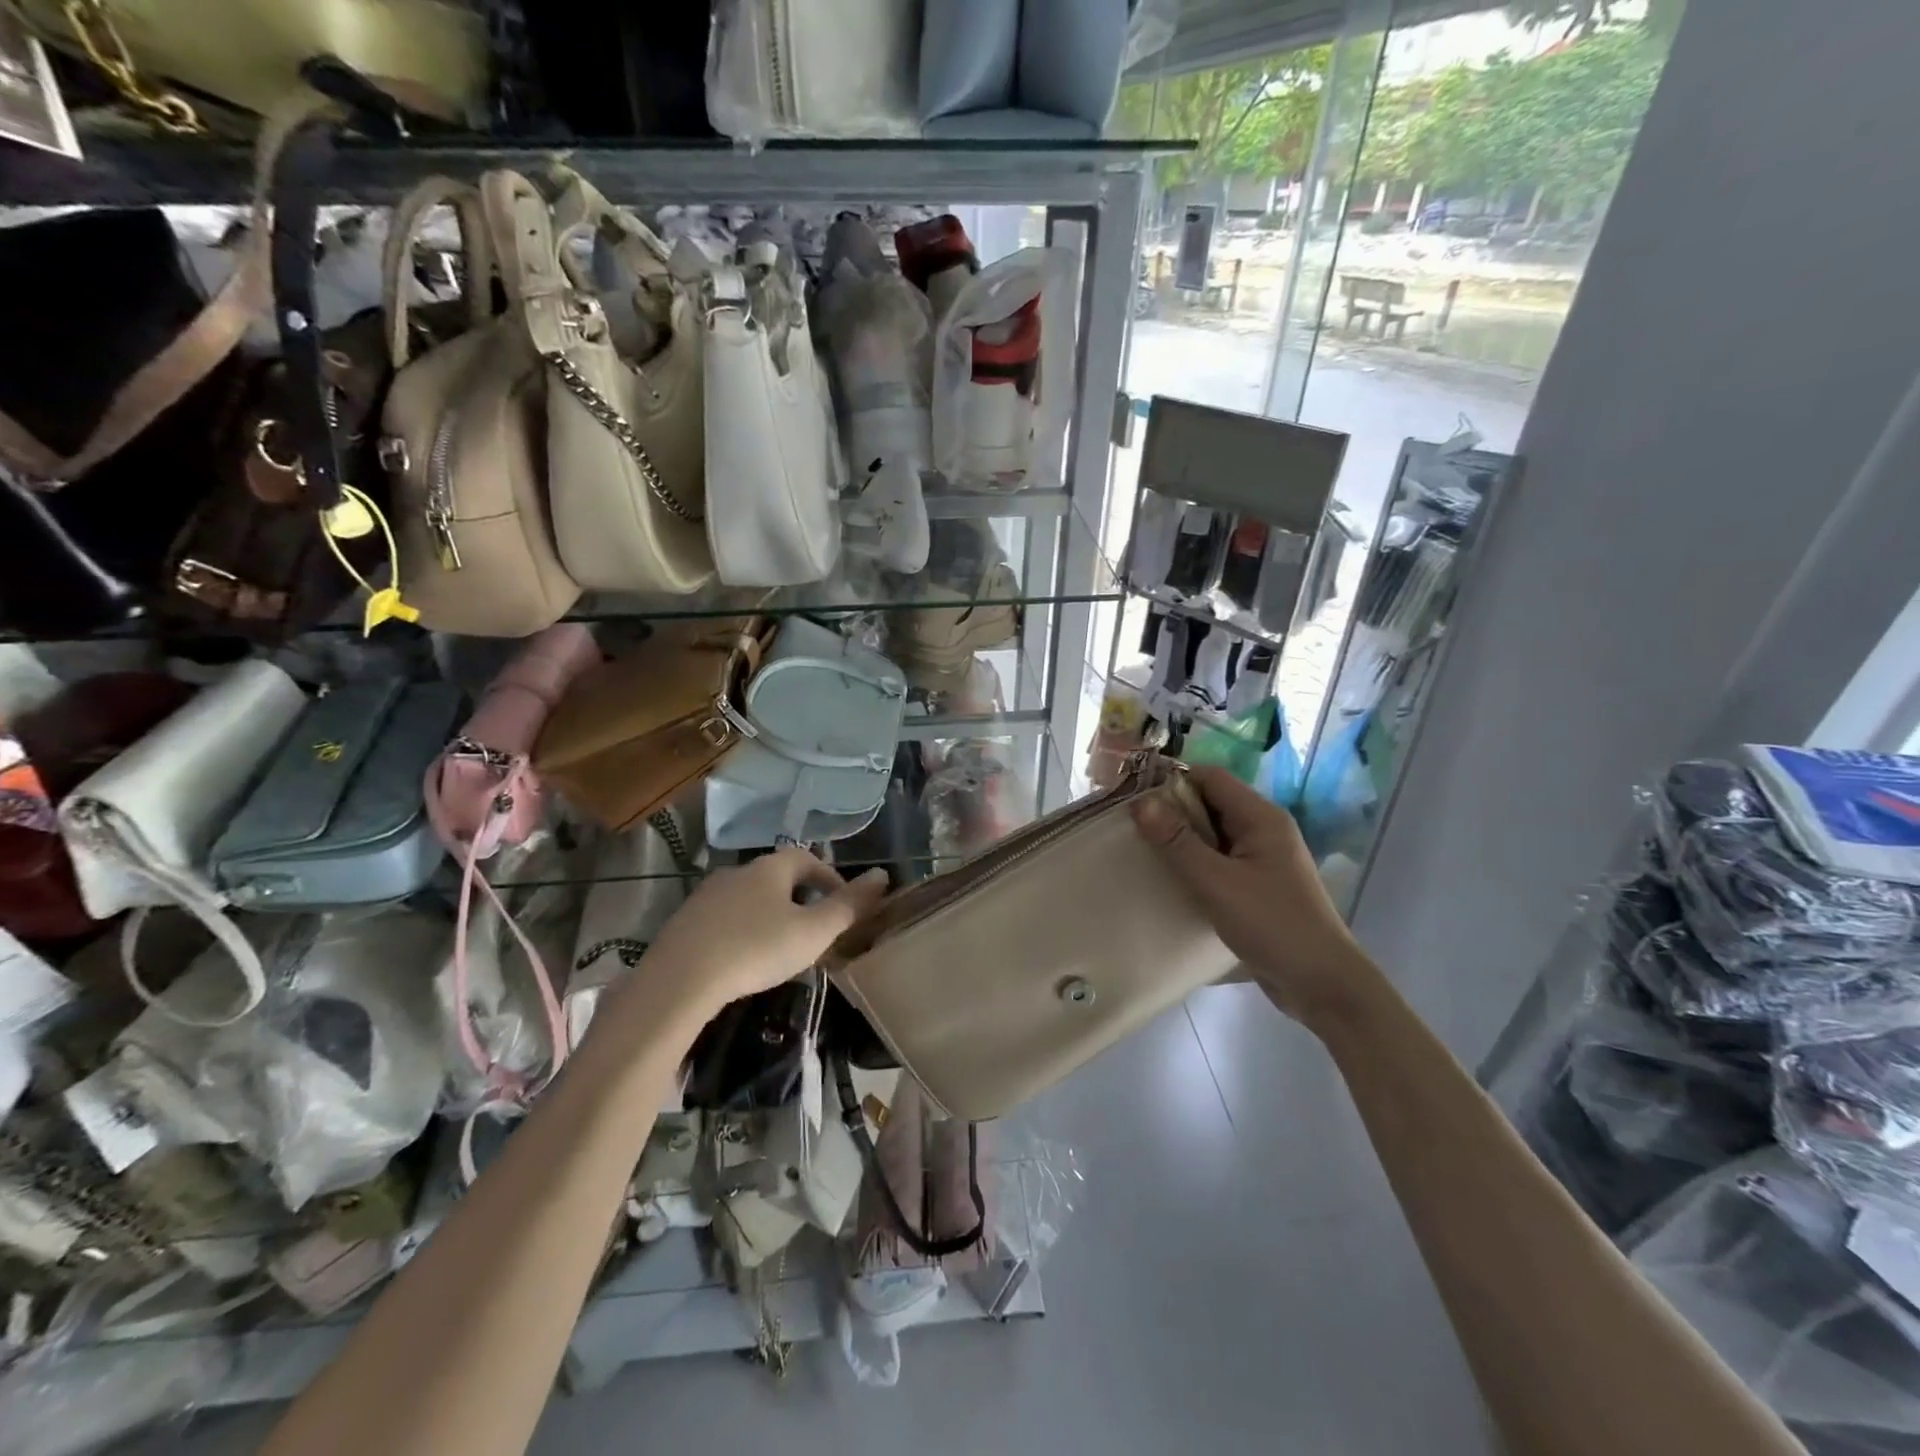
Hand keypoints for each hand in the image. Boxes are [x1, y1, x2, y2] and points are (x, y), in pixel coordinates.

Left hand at [634, 848, 888, 1019]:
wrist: (679, 980)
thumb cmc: (756, 950)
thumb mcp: (813, 932)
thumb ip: (849, 906)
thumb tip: (883, 875)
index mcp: (771, 868)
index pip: (808, 858)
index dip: (829, 878)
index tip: (842, 906)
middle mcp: (738, 871)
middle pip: (778, 876)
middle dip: (800, 898)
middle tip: (816, 930)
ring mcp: (707, 895)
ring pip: (750, 898)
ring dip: (770, 915)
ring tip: (782, 947)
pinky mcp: (685, 921)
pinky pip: (725, 918)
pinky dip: (743, 930)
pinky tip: (744, 959)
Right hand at [1132, 766, 1377, 1027]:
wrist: (1322, 983)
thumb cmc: (1272, 924)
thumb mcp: (1216, 882)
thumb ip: (1177, 841)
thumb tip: (1141, 802)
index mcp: (1261, 817)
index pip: (1210, 777)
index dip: (1172, 779)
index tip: (1133, 795)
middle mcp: (1265, 829)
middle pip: (1211, 802)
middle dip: (1172, 810)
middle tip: (1131, 825)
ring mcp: (1265, 857)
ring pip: (1214, 832)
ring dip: (1182, 838)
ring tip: (1143, 849)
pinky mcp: (1260, 883)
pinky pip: (1221, 858)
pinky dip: (1196, 861)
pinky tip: (1172, 878)